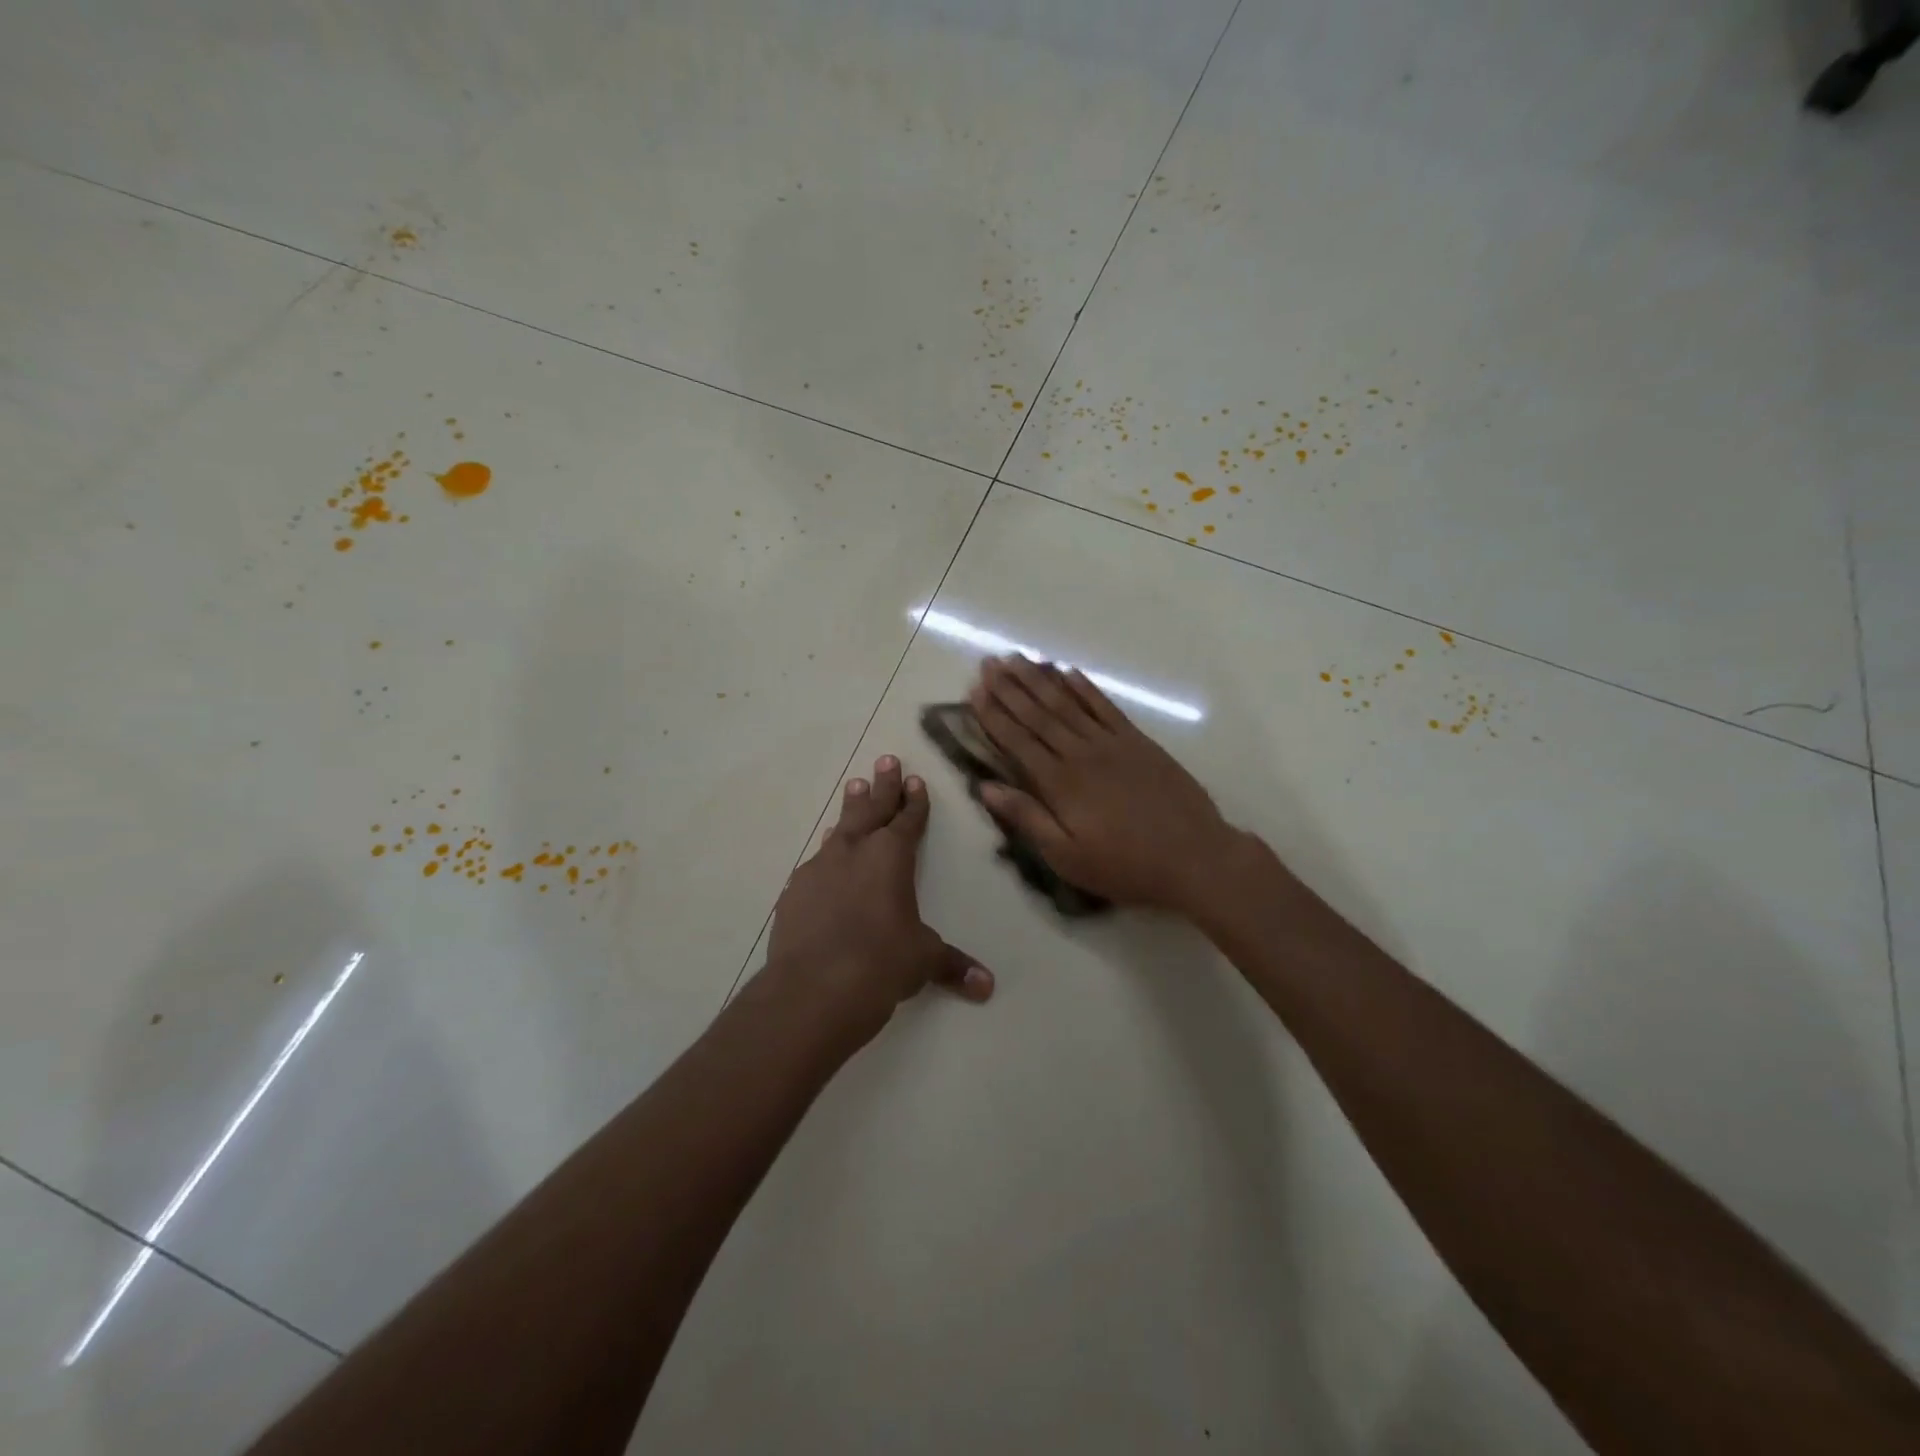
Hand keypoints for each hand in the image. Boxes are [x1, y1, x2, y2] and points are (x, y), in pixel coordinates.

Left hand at [768, 755, 993, 1034]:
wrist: (813, 988)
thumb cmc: (881, 964)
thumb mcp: (922, 961)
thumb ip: (952, 966)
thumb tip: (987, 986)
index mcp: (891, 857)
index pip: (908, 821)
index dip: (915, 802)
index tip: (915, 779)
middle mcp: (854, 852)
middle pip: (871, 809)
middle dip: (882, 786)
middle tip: (885, 760)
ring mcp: (819, 869)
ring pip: (839, 829)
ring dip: (850, 810)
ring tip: (854, 787)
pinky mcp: (794, 892)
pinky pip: (815, 863)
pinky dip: (826, 855)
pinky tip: (823, 859)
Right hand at [970, 656, 1242, 914]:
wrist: (1194, 857)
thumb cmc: (1124, 865)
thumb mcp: (1067, 857)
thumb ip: (1027, 818)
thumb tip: (986, 787)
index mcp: (1059, 783)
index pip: (1017, 741)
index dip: (994, 715)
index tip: (974, 691)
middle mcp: (1080, 753)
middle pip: (1039, 714)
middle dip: (1010, 687)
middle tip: (989, 662)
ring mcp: (1112, 743)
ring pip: (1068, 703)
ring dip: (1040, 680)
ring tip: (1018, 658)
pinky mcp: (1138, 741)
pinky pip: (1105, 706)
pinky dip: (1085, 688)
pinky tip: (1069, 673)